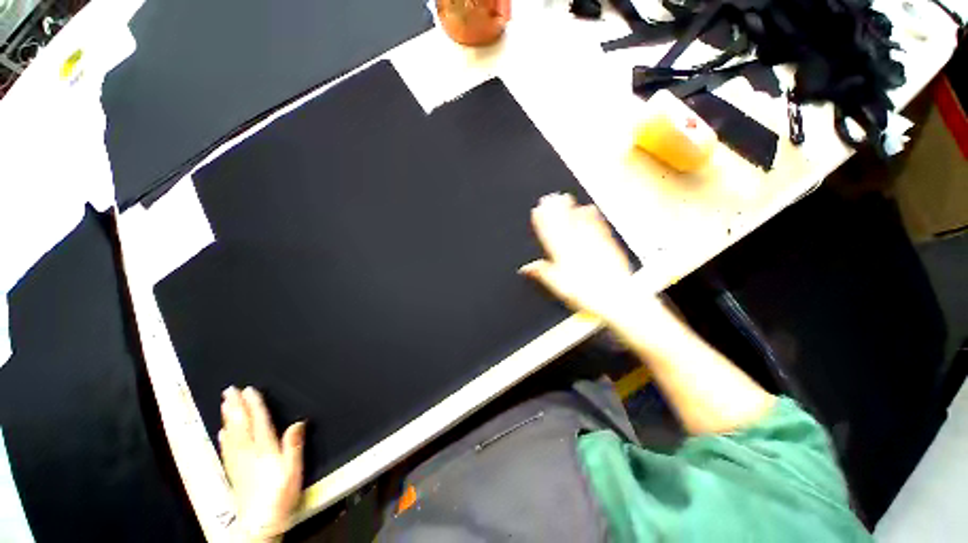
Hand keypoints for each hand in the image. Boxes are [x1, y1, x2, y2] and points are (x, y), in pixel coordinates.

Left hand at [220, 386, 304, 541]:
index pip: (258, 422)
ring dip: (227, 418)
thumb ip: (294, 445)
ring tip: (224, 404)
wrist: (259, 523)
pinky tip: (222, 432)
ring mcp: (238, 463)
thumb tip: (298, 422)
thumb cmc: (280, 495)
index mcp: (264, 450)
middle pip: (240, 426)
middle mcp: (248, 453)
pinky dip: (224, 438)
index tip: (249, 390)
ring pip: (231, 435)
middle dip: (235, 407)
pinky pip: (226, 449)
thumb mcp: (293, 470)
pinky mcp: (233, 472)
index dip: (254, 405)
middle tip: (230, 390)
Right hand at [520, 193, 634, 319]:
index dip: (542, 221)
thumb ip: (542, 273)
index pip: (549, 234)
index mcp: (564, 257)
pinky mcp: (608, 245)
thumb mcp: (559, 287)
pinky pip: (598, 227)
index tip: (537, 210)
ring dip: (571, 209)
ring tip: (565, 197)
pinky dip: (592, 217)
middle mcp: (577, 247)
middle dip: (554, 210)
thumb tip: (527, 268)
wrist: (617, 298)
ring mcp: (593, 244)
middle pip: (563, 225)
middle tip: (549, 197)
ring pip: (579, 222)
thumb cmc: (588, 295)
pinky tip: (589, 208)